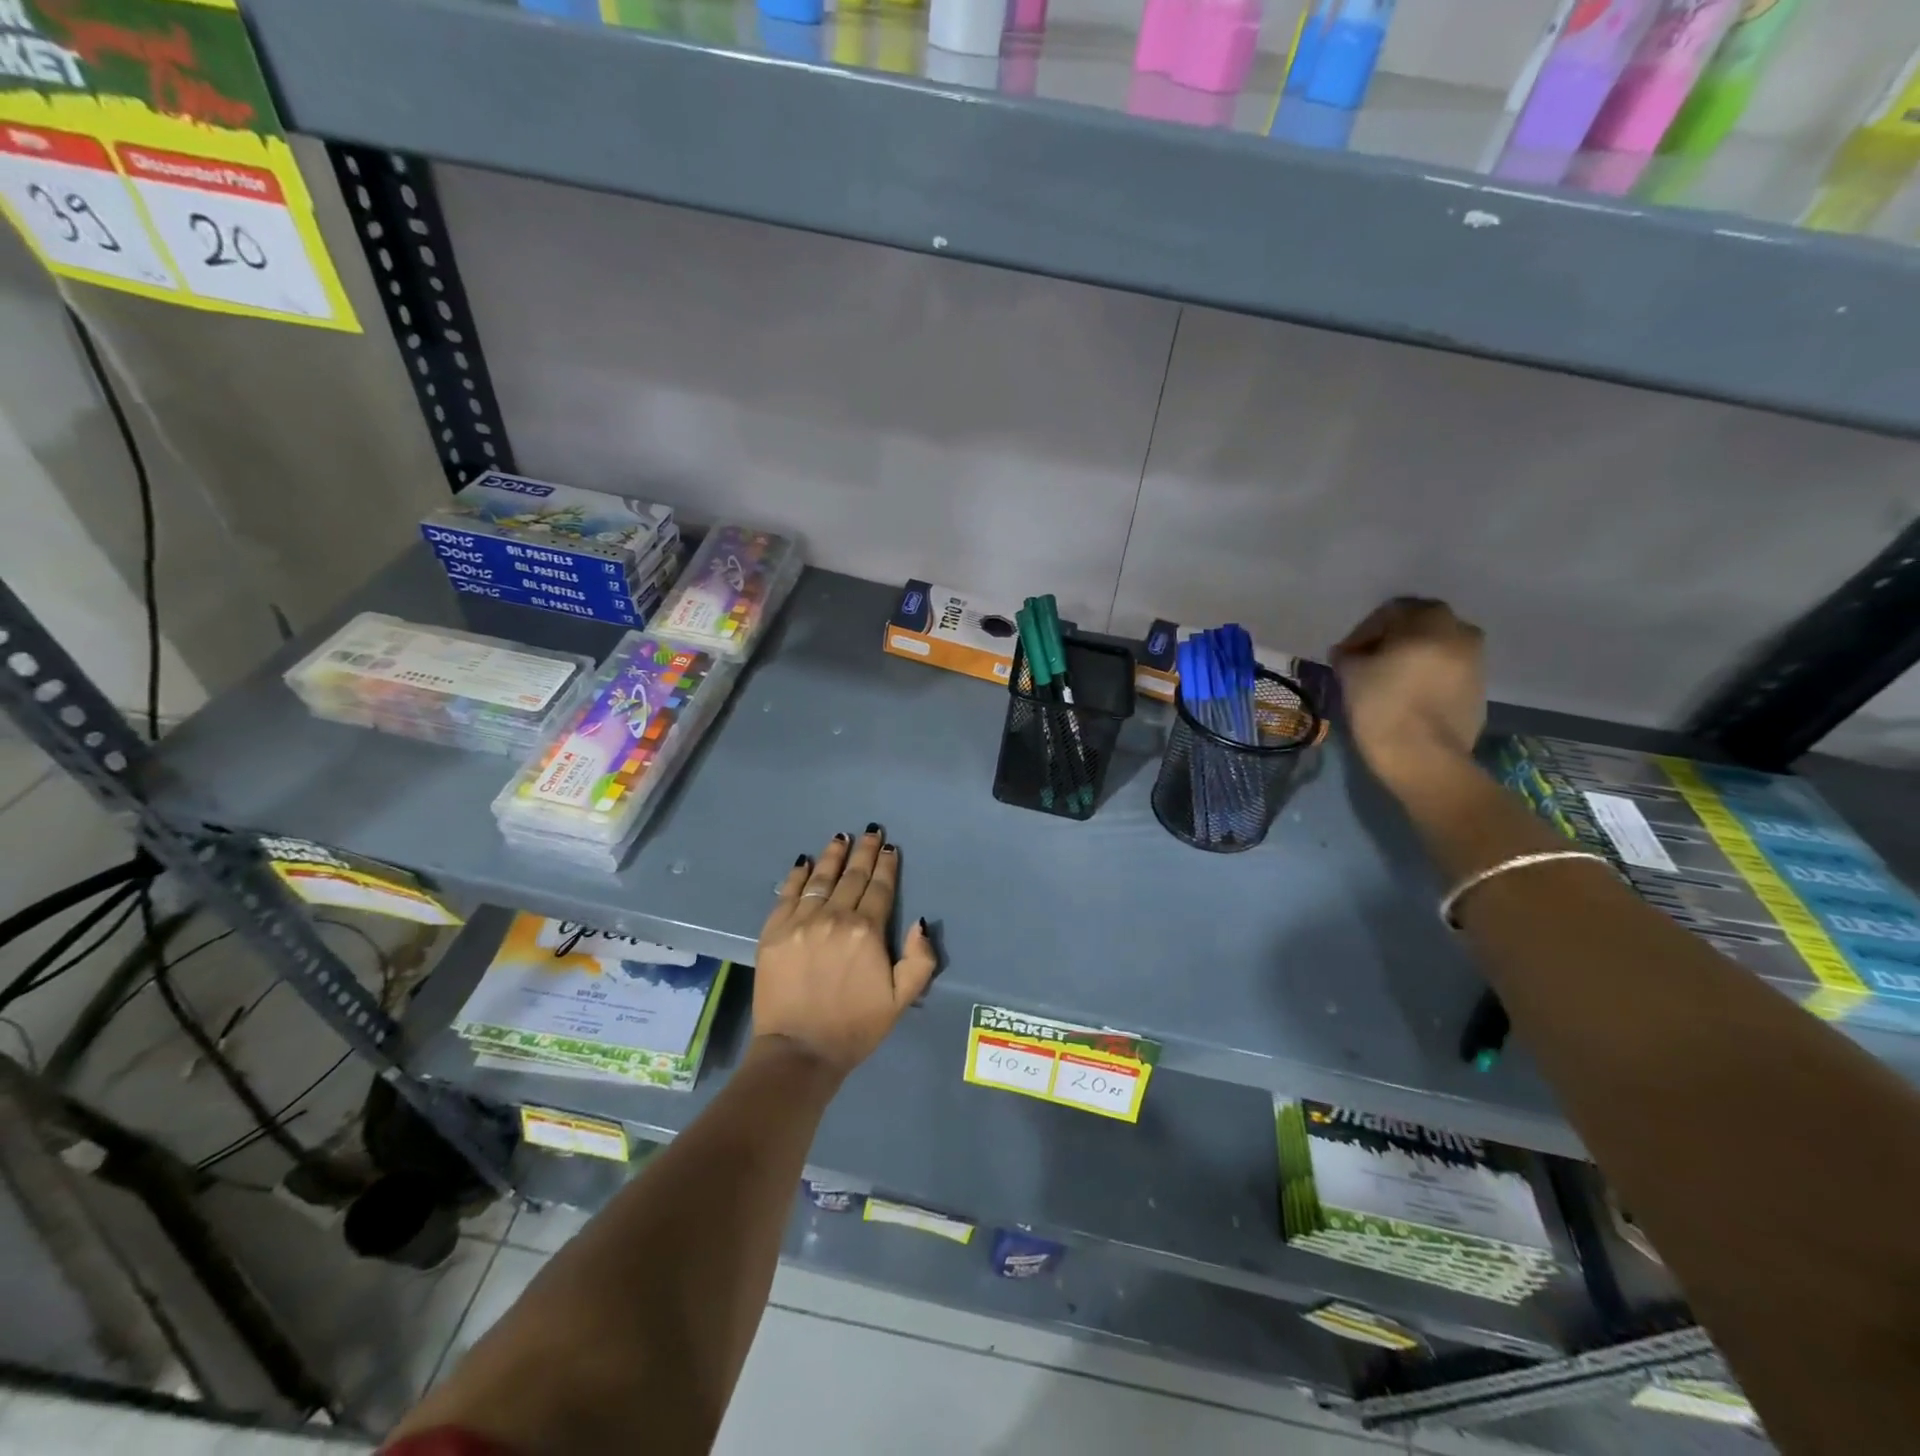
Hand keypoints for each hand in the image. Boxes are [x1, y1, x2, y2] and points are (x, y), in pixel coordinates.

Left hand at [753, 826, 936, 1076]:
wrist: (799, 1051)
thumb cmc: (855, 1027)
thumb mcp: (901, 1000)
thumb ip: (919, 960)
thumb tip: (919, 922)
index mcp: (867, 931)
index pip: (880, 888)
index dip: (887, 866)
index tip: (890, 848)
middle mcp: (834, 917)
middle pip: (852, 876)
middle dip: (864, 852)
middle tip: (871, 832)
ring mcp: (800, 922)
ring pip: (821, 878)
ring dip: (833, 855)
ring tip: (841, 837)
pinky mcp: (774, 931)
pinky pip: (788, 893)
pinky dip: (798, 875)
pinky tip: (805, 862)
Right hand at [1331, 597, 1485, 788]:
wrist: (1424, 757)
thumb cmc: (1383, 707)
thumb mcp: (1351, 673)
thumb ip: (1349, 654)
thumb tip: (1348, 653)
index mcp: (1430, 622)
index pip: (1391, 611)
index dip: (1363, 631)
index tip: (1346, 655)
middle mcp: (1461, 633)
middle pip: (1420, 625)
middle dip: (1392, 639)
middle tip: (1367, 662)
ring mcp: (1476, 662)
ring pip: (1437, 647)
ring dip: (1412, 656)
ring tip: (1387, 680)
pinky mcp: (1480, 689)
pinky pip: (1449, 670)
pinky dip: (1428, 675)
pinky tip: (1408, 695)